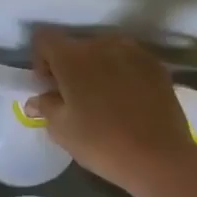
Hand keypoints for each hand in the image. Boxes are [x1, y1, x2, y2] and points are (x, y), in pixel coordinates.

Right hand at [25, 29, 196, 196]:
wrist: (159, 158)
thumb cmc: (101, 143)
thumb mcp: (61, 129)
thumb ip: (45, 106)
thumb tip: (37, 100)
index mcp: (73, 57)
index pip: (44, 39)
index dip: (40, 60)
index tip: (48, 87)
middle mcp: (102, 44)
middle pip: (75, 45)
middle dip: (69, 66)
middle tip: (73, 97)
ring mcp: (134, 52)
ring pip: (104, 51)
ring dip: (96, 68)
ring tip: (102, 99)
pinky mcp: (156, 65)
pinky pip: (129, 61)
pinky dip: (121, 73)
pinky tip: (127, 101)